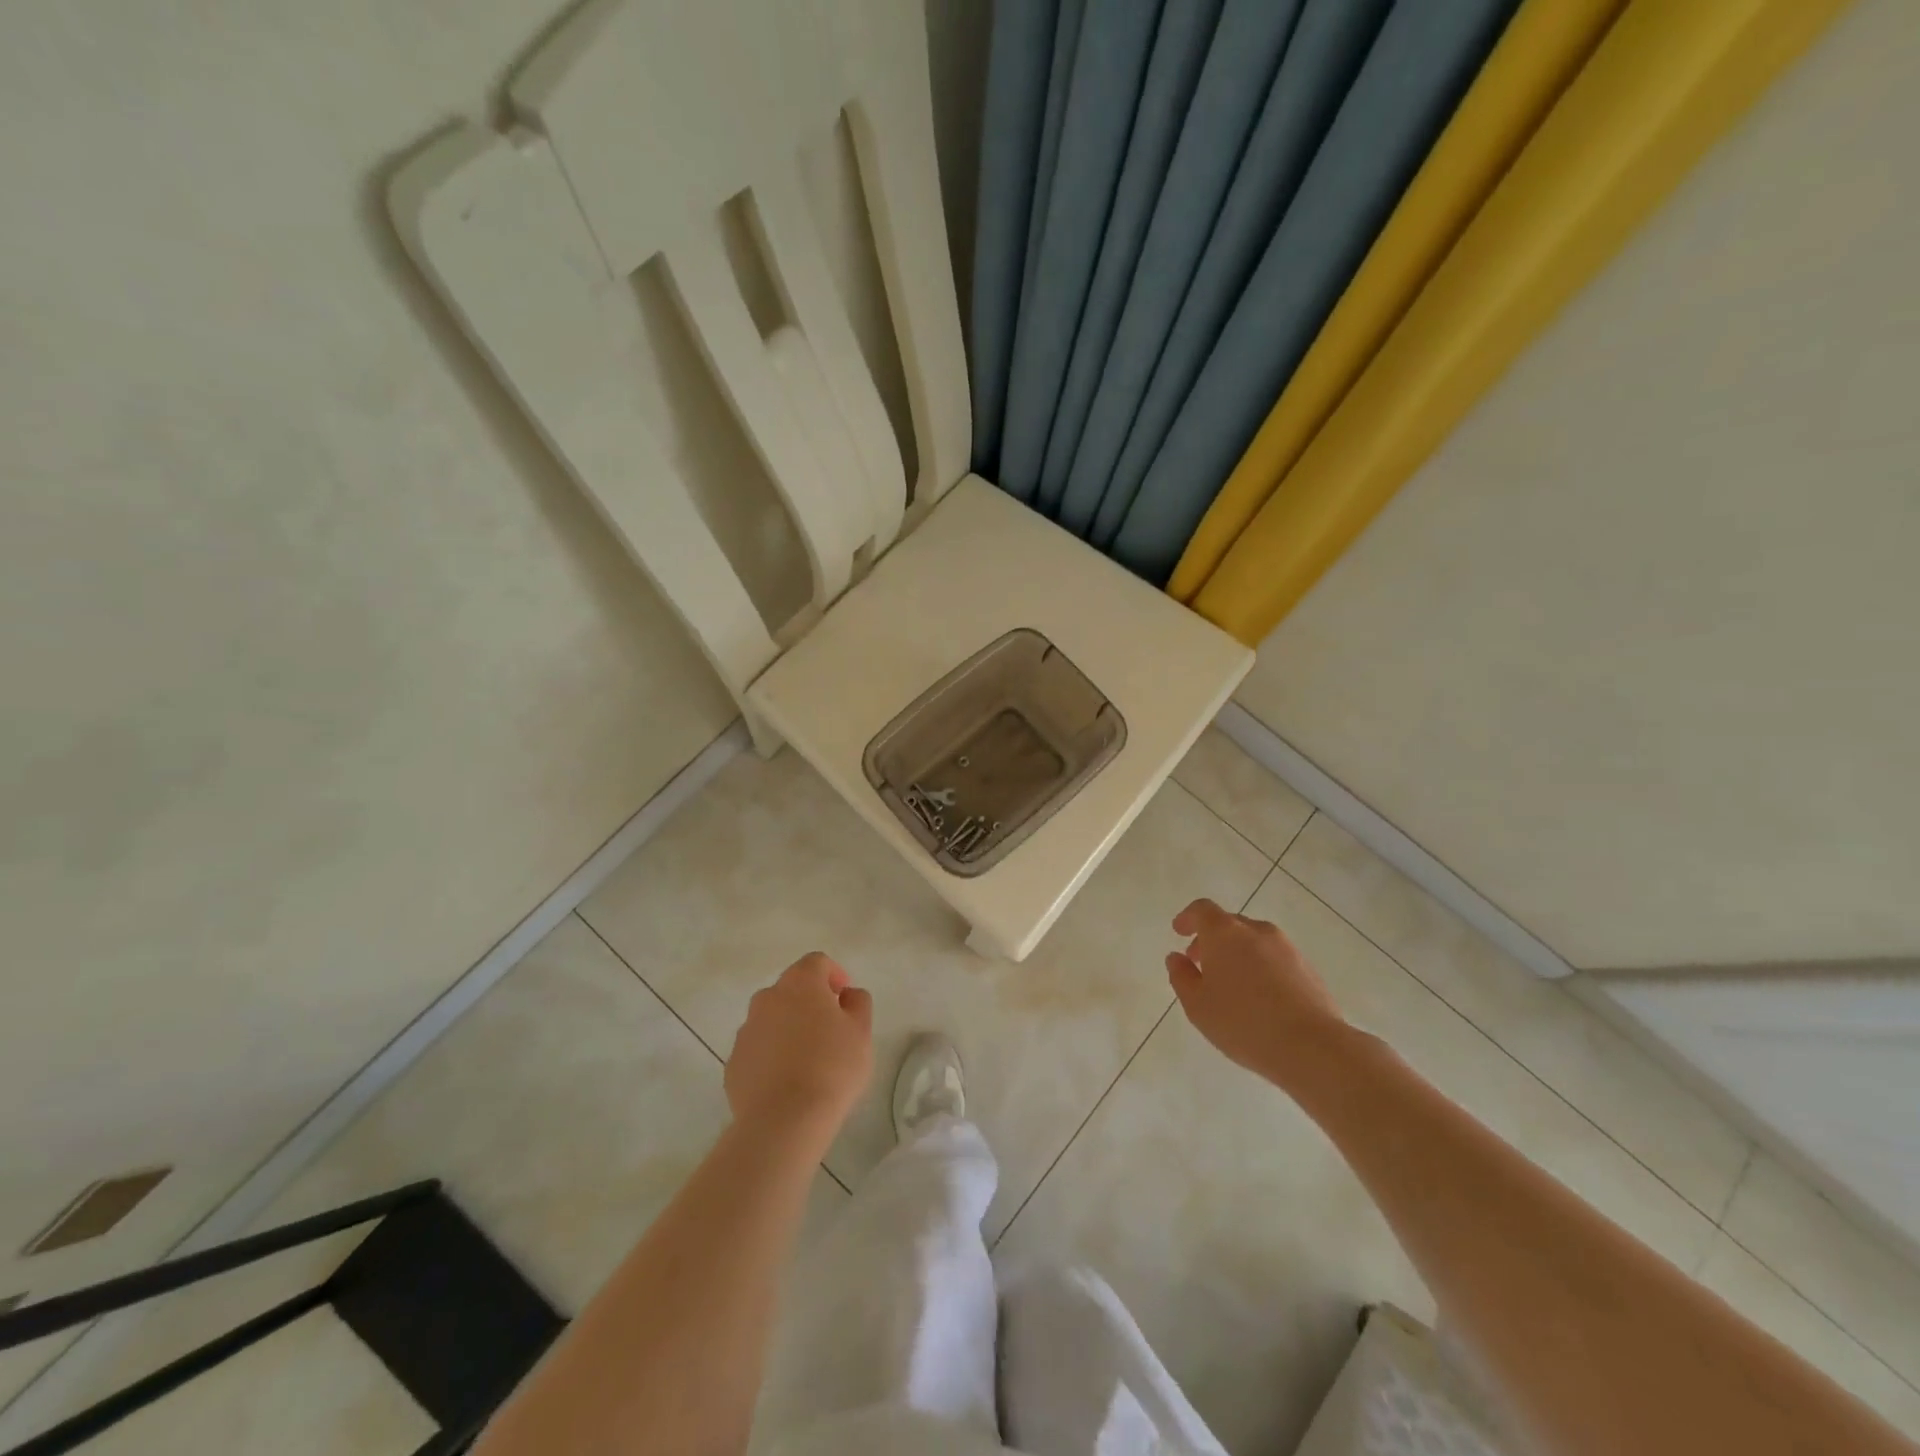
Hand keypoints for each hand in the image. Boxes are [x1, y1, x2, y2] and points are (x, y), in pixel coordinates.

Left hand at [726, 952, 872, 1148]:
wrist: (783, 1121)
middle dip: (809, 1001)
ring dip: (788, 1027)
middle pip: (790, 988)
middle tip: (829, 1027)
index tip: (845, 997)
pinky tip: (787, 1081)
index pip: (816, 962)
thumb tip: (847, 994)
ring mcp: (746, 1031)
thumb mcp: (861, 1032)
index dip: (833, 974)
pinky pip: (758, 1048)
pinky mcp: (734, 1063)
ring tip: (807, 1058)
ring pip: (771, 1018)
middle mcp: (767, 998)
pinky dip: (771, 1054)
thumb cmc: (832, 1067)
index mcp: (800, 984)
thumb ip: (858, 1003)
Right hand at [1166, 899, 1345, 1080]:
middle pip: (1229, 924)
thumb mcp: (1197, 1005)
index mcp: (1225, 933)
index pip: (1202, 910)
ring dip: (1238, 953)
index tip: (1179, 932)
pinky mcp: (1308, 968)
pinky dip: (1261, 967)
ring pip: (1254, 941)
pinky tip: (1260, 998)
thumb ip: (1181, 976)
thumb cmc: (1243, 1023)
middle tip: (1201, 964)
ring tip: (1232, 985)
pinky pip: (1275, 958)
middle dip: (1212, 940)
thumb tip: (1177, 958)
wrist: (1312, 1047)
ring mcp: (1287, 948)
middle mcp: (1256, 931)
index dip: (1188, 918)